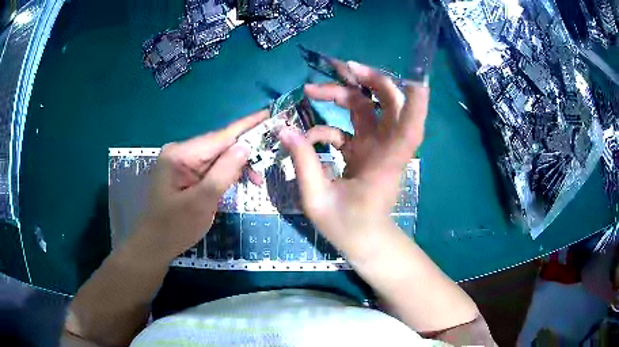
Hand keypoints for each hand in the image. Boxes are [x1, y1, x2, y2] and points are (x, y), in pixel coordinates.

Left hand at [130, 110, 267, 261]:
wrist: (155, 245)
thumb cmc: (175, 227)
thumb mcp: (201, 202)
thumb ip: (224, 172)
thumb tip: (245, 146)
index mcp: (180, 154)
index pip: (220, 136)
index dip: (247, 126)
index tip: (269, 114)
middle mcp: (181, 151)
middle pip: (220, 145)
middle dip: (244, 153)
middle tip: (267, 164)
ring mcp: (182, 161)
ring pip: (218, 157)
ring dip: (237, 166)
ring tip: (255, 179)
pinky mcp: (186, 172)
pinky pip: (211, 167)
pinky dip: (226, 173)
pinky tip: (238, 180)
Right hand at [279, 61, 428, 250]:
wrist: (364, 241)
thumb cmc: (348, 227)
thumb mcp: (317, 199)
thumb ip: (303, 162)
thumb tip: (284, 129)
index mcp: (385, 162)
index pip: (410, 127)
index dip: (416, 102)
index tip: (413, 76)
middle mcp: (386, 149)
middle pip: (390, 104)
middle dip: (369, 80)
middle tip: (340, 68)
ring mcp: (377, 148)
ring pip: (369, 109)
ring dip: (346, 93)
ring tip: (313, 89)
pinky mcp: (365, 151)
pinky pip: (350, 127)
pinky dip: (329, 125)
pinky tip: (308, 134)